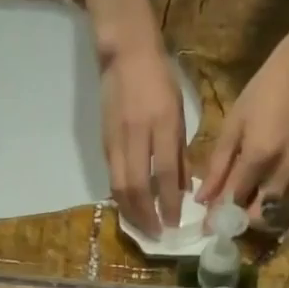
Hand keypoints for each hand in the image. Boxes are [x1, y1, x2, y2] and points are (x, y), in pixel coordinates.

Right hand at [100, 40, 187, 236]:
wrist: (125, 53)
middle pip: (137, 187)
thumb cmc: (160, 80)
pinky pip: (113, 176)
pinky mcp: (104, 141)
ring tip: (141, 226)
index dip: (169, 203)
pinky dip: (121, 196)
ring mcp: (117, 139)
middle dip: (146, 215)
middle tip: (156, 233)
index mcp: (161, 125)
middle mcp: (137, 135)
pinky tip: (129, 207)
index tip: (174, 223)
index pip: (165, 174)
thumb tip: (183, 188)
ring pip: (120, 186)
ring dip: (131, 211)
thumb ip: (180, 152)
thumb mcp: (179, 112)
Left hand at [198, 32, 288, 220]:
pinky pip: (282, 198)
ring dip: (252, 213)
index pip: (234, 201)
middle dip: (238, 220)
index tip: (205, 227)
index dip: (218, 217)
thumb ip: (218, 167)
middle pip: (257, 215)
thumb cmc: (263, 92)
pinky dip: (265, 201)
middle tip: (221, 213)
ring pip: (272, 211)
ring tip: (234, 201)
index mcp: (259, 157)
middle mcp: (281, 172)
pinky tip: (252, 188)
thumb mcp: (233, 125)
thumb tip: (203, 199)